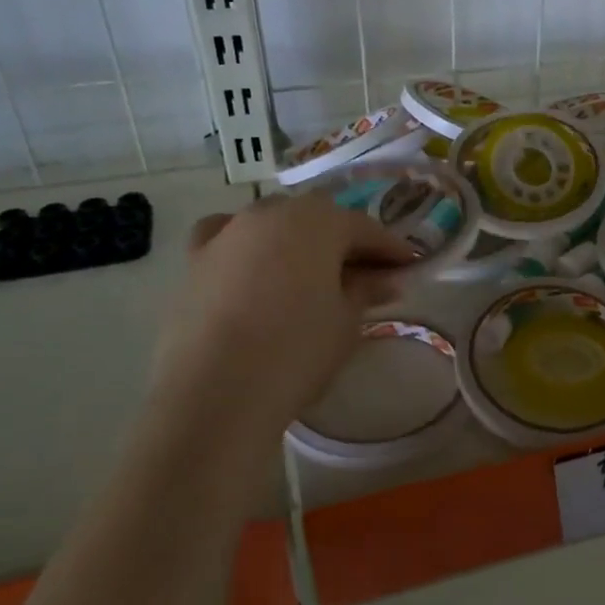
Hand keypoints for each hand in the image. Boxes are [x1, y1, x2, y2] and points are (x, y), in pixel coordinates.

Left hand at [150, 192, 416, 432]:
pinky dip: (246, 246)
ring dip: (298, 243)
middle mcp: (270, 213)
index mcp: (317, 220)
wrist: (216, 392)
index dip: (391, 249)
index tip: (410, 267)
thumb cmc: (297, 350)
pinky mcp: (194, 260)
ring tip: (312, 275)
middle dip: (345, 243)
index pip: (365, 228)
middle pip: (318, 220)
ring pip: (273, 225)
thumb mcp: (347, 321)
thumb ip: (366, 291)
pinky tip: (252, 266)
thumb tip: (384, 280)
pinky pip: (228, 239)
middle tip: (367, 275)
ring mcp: (227, 233)